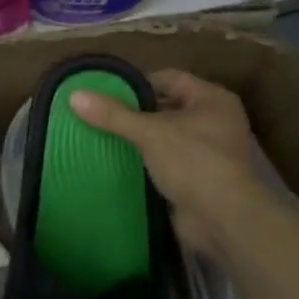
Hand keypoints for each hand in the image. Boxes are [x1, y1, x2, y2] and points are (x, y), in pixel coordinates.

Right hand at [68, 69, 261, 248]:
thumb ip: (113, 114)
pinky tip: (118, 163)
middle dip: (134, 113)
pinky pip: (166, 161)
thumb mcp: (150, 133)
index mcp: (212, 99)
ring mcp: (209, 151)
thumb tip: (74, 95)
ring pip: (165, 137)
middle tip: (99, 115)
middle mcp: (215, 121)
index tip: (106, 93)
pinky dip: (146, 162)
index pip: (169, 78)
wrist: (224, 220)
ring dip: (138, 139)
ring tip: (102, 138)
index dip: (137, 83)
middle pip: (166, 107)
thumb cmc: (194, 163)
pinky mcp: (199, 178)